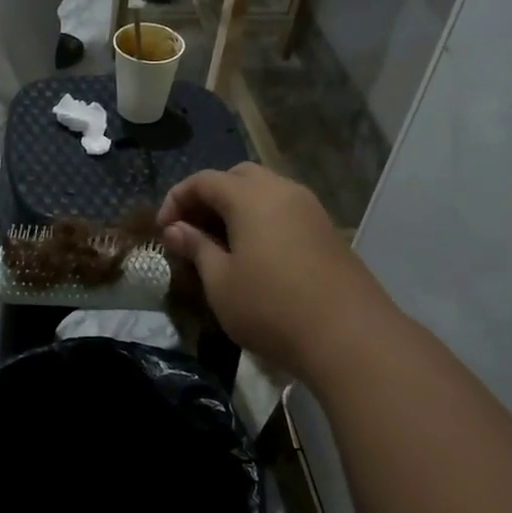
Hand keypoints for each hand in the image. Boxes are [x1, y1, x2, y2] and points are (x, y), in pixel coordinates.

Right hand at [158, 164, 392, 377]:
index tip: (163, 231)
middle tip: (191, 230)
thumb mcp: (220, 282)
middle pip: (237, 177)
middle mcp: (282, 190)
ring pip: (265, 191)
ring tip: (220, 244)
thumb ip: (196, 248)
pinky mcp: (326, 230)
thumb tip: (175, 229)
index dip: (177, 199)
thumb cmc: (270, 308)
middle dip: (209, 197)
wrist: (348, 335)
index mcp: (250, 197)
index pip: (204, 180)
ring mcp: (310, 209)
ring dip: (237, 208)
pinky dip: (262, 220)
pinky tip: (254, 254)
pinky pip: (285, 210)